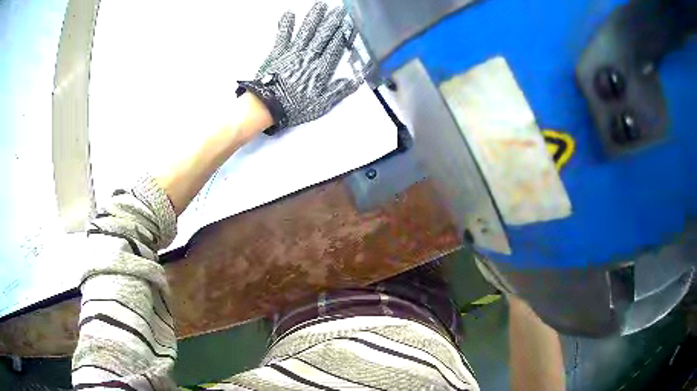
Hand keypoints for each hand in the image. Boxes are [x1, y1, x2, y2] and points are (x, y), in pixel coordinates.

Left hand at [237, 1, 360, 134]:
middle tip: (340, 9)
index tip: (350, 24)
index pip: (336, 47)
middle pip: (324, 35)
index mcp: (321, 68)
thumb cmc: (293, 106)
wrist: (268, 105)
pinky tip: (289, 13)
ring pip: (306, 31)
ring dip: (314, 17)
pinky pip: (283, 35)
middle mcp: (309, 56)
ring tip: (321, 5)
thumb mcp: (321, 104)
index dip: (343, 34)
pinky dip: (286, 24)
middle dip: (333, 21)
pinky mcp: (278, 52)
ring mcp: (293, 52)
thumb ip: (338, 91)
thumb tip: (355, 82)